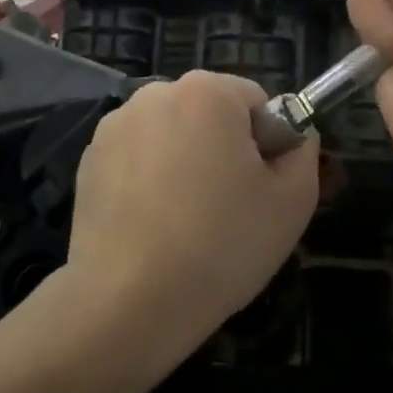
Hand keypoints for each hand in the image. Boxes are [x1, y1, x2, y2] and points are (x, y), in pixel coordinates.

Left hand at [61, 71, 319, 392]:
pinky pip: (136, 159)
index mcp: (207, 92)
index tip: (260, 190)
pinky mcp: (88, 160)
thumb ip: (303, 153)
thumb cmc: (222, 245)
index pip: (255, 102)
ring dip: (184, 162)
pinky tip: (152, 225)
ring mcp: (114, 127)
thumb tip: (293, 137)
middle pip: (209, 113)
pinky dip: (148, 180)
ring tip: (186, 221)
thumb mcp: (293, 202)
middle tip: (228, 208)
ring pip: (171, 136)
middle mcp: (154, 94)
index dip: (268, 144)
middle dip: (223, 149)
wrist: (129, 299)